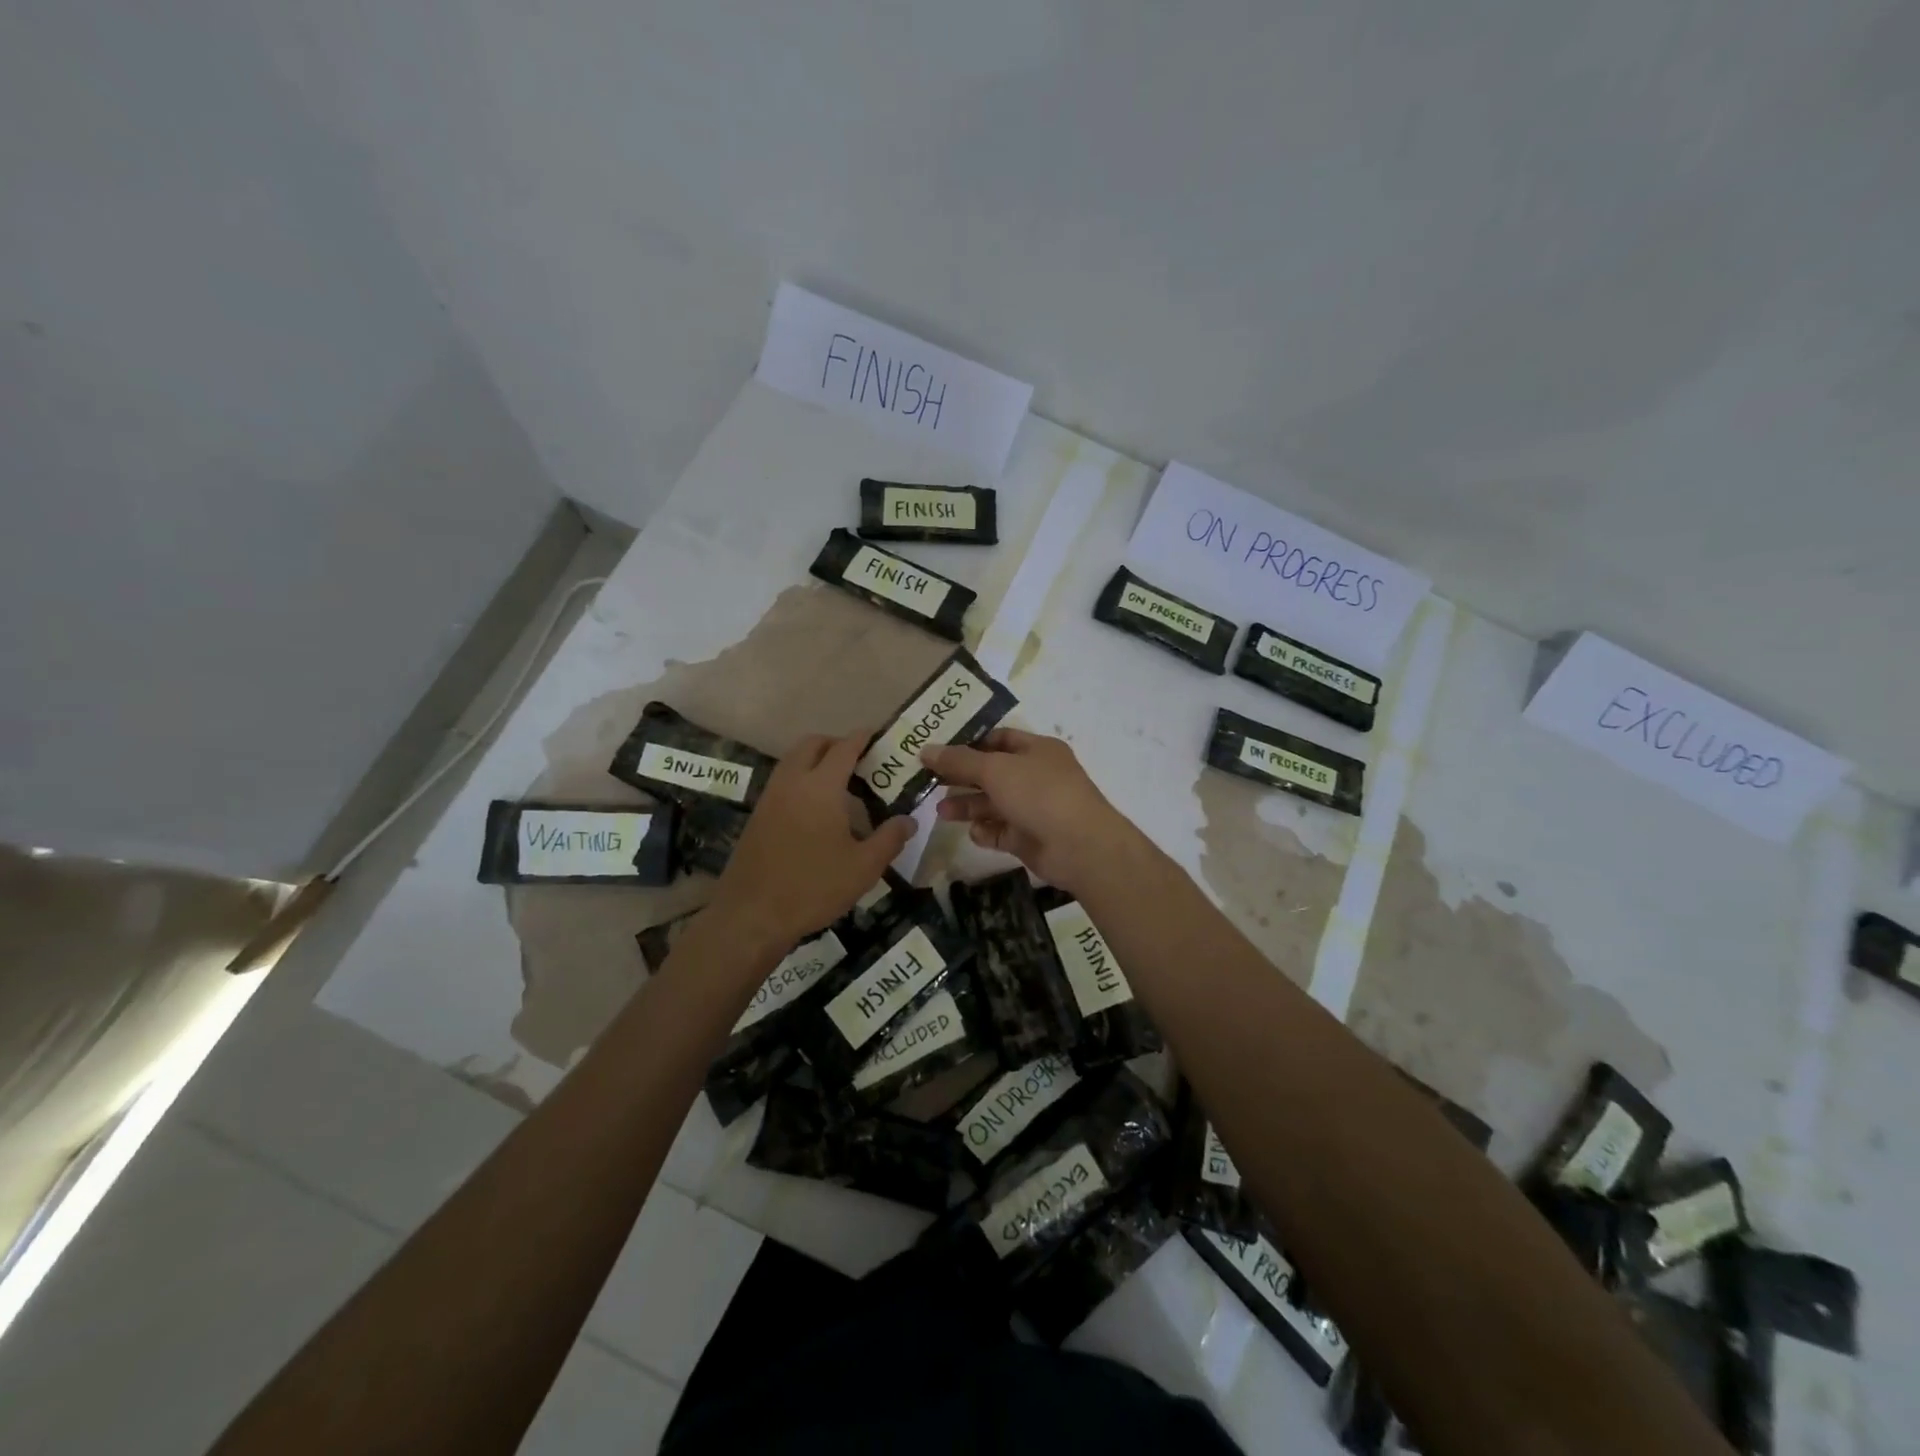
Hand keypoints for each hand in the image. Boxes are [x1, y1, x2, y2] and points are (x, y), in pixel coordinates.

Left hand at [710, 730, 914, 951]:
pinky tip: (815, 809)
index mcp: (820, 787)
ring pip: (792, 761)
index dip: (862, 738)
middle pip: (812, 744)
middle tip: (859, 760)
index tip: (877, 735)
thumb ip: (890, 839)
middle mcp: (792, 783)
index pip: (844, 747)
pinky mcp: (757, 817)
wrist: (751, 916)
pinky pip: (782, 782)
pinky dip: (800, 780)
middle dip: (835, 744)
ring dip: (814, 760)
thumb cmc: (813, 887)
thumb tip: (909, 820)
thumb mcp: (864, 868)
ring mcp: (769, 798)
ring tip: (839, 783)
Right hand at [921, 728, 1139, 894]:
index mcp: (1037, 750)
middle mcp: (1036, 776)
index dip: (969, 743)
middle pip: (991, 773)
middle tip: (928, 782)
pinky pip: (1000, 831)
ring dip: (967, 806)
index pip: (999, 739)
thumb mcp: (995, 770)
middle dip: (962, 777)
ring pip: (993, 804)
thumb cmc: (1040, 794)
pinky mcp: (1029, 838)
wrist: (1080, 847)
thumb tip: (926, 750)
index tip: (938, 750)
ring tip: (941, 812)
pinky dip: (986, 831)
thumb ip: (959, 761)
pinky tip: (974, 832)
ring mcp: (1033, 808)